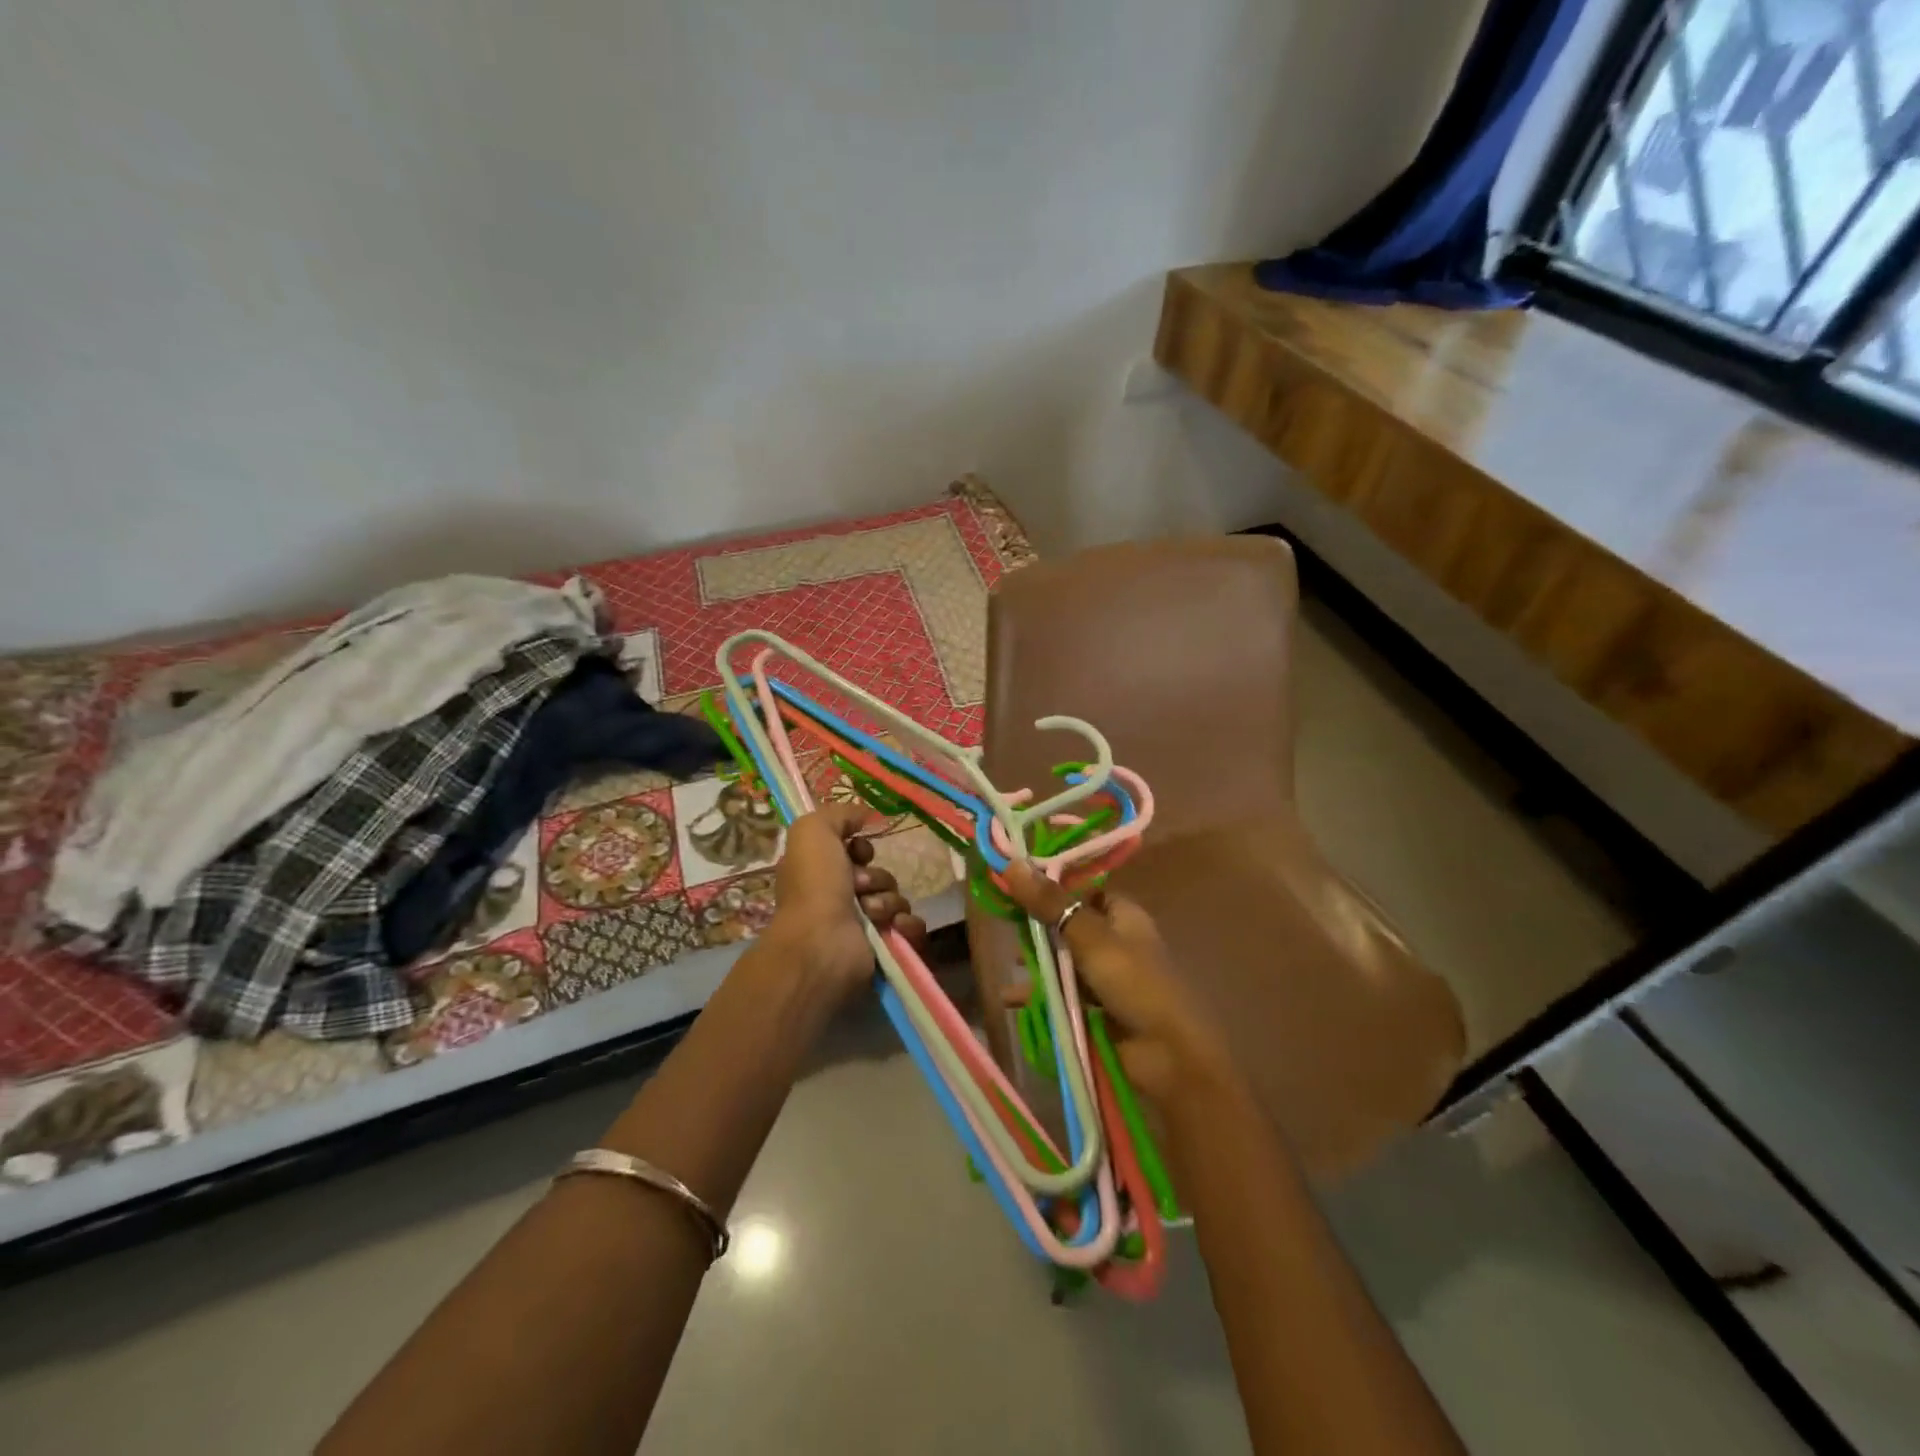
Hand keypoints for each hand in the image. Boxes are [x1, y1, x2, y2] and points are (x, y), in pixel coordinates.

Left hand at [767, 802, 926, 1001]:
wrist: (821, 943)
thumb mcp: (812, 831)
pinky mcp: (884, 946)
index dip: (862, 849)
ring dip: (887, 901)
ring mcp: (864, 925)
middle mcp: (842, 898)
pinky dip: (907, 924)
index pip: (858, 852)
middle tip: (859, 887)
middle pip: (880, 875)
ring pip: (897, 898)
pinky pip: (911, 926)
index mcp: (823, 873)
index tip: (858, 853)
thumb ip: (838, 814)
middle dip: (876, 878)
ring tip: (870, 912)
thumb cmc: (814, 884)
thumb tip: (864, 816)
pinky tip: (893, 926)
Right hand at [1002, 863, 1234, 1109]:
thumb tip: (1012, 862)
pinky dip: (1039, 994)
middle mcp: (1115, 941)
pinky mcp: (1095, 1009)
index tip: (1014, 882)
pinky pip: (1061, 993)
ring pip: (1062, 960)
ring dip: (1036, 962)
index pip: (1083, 891)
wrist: (1169, 1056)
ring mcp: (1105, 977)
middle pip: (1069, 925)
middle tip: (1004, 922)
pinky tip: (1012, 999)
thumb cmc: (1136, 984)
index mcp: (1123, 915)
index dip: (1051, 886)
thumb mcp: (1091, 938)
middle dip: (1038, 926)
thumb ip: (1051, 904)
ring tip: (1009, 964)